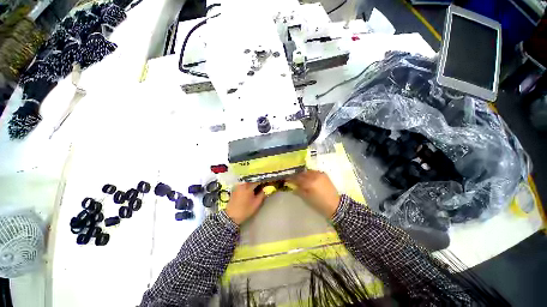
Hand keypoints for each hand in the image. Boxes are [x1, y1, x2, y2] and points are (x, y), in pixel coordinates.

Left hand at [225, 183, 265, 224]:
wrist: (231, 216)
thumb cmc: (245, 210)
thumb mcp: (256, 203)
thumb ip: (262, 194)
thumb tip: (266, 188)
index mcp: (248, 186)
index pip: (258, 180)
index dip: (263, 180)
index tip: (268, 181)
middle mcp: (243, 183)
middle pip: (252, 179)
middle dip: (258, 180)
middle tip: (263, 182)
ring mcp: (238, 185)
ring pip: (248, 180)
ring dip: (253, 181)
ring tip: (258, 184)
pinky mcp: (235, 188)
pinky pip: (244, 183)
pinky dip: (248, 183)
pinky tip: (251, 187)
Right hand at [288, 170, 340, 218]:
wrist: (335, 205)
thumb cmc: (319, 204)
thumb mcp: (307, 199)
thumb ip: (299, 191)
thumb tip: (293, 187)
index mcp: (309, 183)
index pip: (297, 179)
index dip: (291, 179)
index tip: (286, 179)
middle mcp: (314, 176)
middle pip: (302, 173)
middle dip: (297, 176)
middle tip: (293, 179)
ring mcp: (320, 174)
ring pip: (308, 171)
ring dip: (303, 174)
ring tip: (301, 178)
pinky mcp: (324, 174)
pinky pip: (314, 172)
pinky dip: (310, 174)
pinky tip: (309, 178)